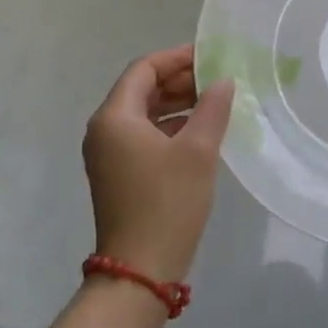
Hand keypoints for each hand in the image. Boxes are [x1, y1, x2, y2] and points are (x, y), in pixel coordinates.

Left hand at [82, 45, 234, 283]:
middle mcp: (104, 130)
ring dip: (177, 103)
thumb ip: (212, 107)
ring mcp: (108, 154)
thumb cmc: (167, 203)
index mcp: (115, 117)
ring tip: (215, 102)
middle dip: (179, 80)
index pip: (144, 69)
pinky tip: (200, 132)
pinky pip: (144, 135)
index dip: (177, 58)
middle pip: (142, 89)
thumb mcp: (198, 150)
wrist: (140, 271)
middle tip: (217, 79)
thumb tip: (223, 81)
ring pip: (144, 113)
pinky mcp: (118, 174)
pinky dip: (170, 126)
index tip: (210, 56)